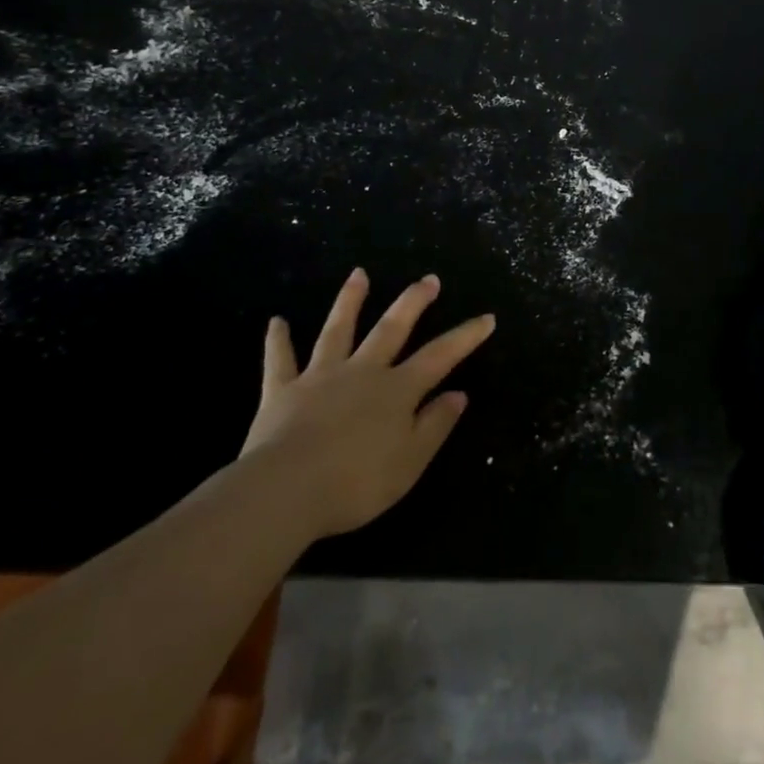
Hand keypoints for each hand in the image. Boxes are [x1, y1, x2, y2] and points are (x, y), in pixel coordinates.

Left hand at [242, 268, 495, 541]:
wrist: (286, 489)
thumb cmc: (356, 483)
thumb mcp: (409, 463)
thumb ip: (434, 425)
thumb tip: (459, 394)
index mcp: (396, 390)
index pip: (440, 356)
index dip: (465, 337)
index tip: (486, 317)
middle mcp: (362, 371)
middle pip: (391, 329)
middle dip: (412, 302)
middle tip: (428, 279)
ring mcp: (321, 376)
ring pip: (338, 331)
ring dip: (349, 301)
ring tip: (358, 274)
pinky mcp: (283, 390)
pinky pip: (281, 360)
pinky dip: (278, 341)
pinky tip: (276, 321)